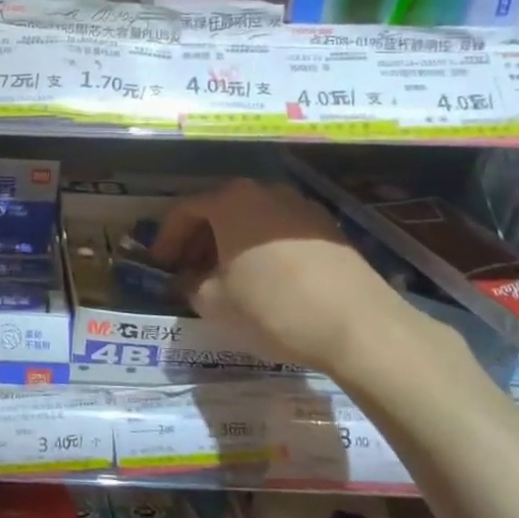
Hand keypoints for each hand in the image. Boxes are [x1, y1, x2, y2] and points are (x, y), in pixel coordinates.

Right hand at [152, 178, 446, 383]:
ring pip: (250, 219)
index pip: (183, 210)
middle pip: (218, 209)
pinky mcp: (328, 228)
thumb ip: (189, 284)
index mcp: (230, 200)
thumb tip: (188, 278)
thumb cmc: (272, 307)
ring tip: (223, 276)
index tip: (159, 264)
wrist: (359, 327)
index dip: (166, 238)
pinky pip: (278, 231)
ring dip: (229, 243)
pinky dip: (261, 248)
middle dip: (198, 239)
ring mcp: (300, 206)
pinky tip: (262, 279)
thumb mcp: (213, 302)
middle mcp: (264, 191)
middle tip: (187, 270)